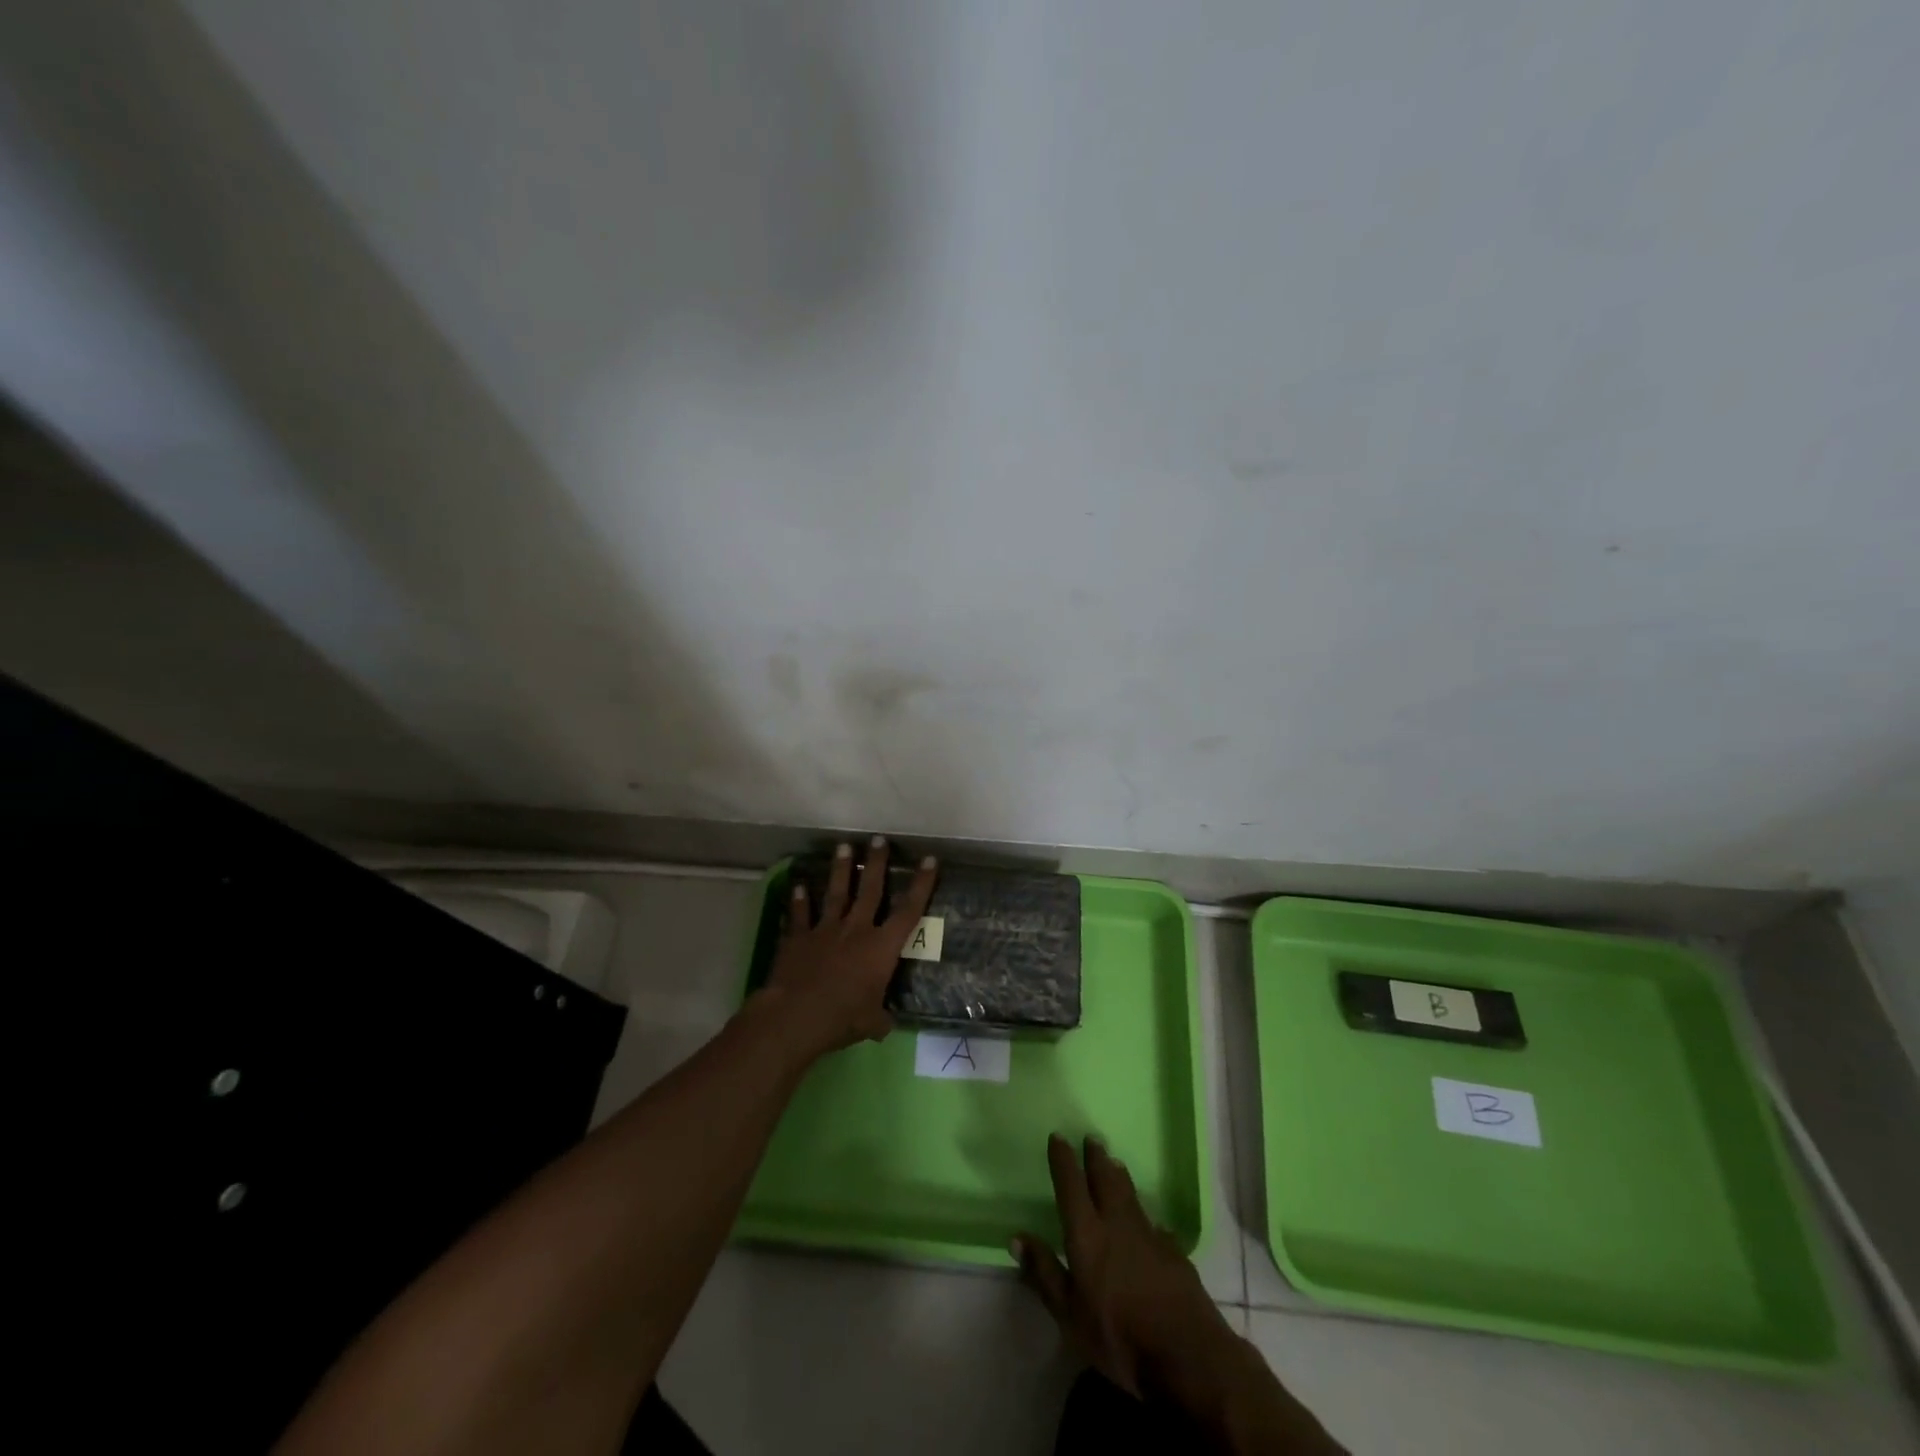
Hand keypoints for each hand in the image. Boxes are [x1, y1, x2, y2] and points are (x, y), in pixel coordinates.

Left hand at [757, 836, 937, 1061]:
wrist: (797, 1015)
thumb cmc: (843, 1018)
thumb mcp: (872, 1024)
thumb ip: (880, 1018)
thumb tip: (885, 1023)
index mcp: (881, 948)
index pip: (908, 911)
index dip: (921, 885)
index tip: (929, 860)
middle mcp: (856, 930)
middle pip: (870, 890)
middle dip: (876, 863)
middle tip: (878, 839)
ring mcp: (825, 930)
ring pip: (836, 893)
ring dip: (840, 869)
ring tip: (843, 847)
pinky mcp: (798, 937)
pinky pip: (800, 914)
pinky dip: (799, 900)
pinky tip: (798, 885)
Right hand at [1014, 1134, 1234, 1398]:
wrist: (1187, 1354)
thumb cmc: (1119, 1336)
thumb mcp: (1069, 1314)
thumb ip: (1044, 1273)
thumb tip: (1017, 1237)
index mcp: (1087, 1234)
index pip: (1071, 1185)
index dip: (1063, 1160)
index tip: (1058, 1136)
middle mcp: (1117, 1224)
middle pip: (1106, 1179)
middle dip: (1097, 1158)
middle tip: (1093, 1138)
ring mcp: (1149, 1235)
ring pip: (1131, 1195)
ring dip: (1120, 1176)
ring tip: (1115, 1163)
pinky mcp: (1174, 1253)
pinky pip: (1155, 1225)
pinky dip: (1146, 1217)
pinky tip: (1150, 1224)